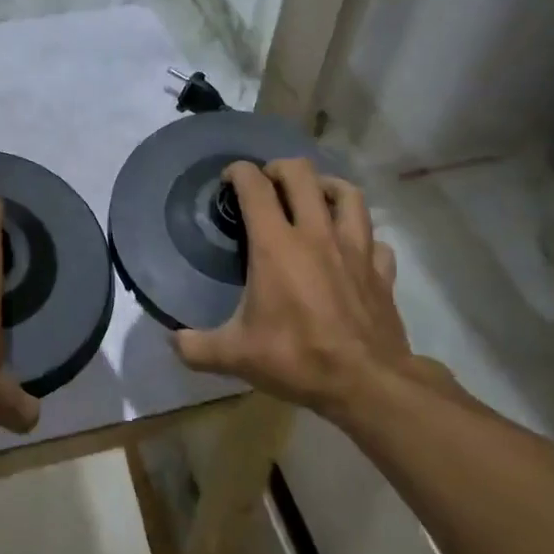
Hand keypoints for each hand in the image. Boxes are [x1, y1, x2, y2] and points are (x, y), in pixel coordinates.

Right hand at [172, 159, 417, 419]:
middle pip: (302, 174)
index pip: (255, 187)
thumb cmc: (297, 359)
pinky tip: (350, 249)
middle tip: (267, 184)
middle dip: (279, 169)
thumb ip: (195, 347)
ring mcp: (355, 249)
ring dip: (326, 187)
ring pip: (348, 194)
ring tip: (313, 198)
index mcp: (276, 245)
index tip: (229, 179)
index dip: (239, 173)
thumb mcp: (234, 356)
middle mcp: (316, 235)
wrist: (368, 384)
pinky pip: (375, 239)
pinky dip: (362, 237)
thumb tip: (172, 341)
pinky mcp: (381, 271)